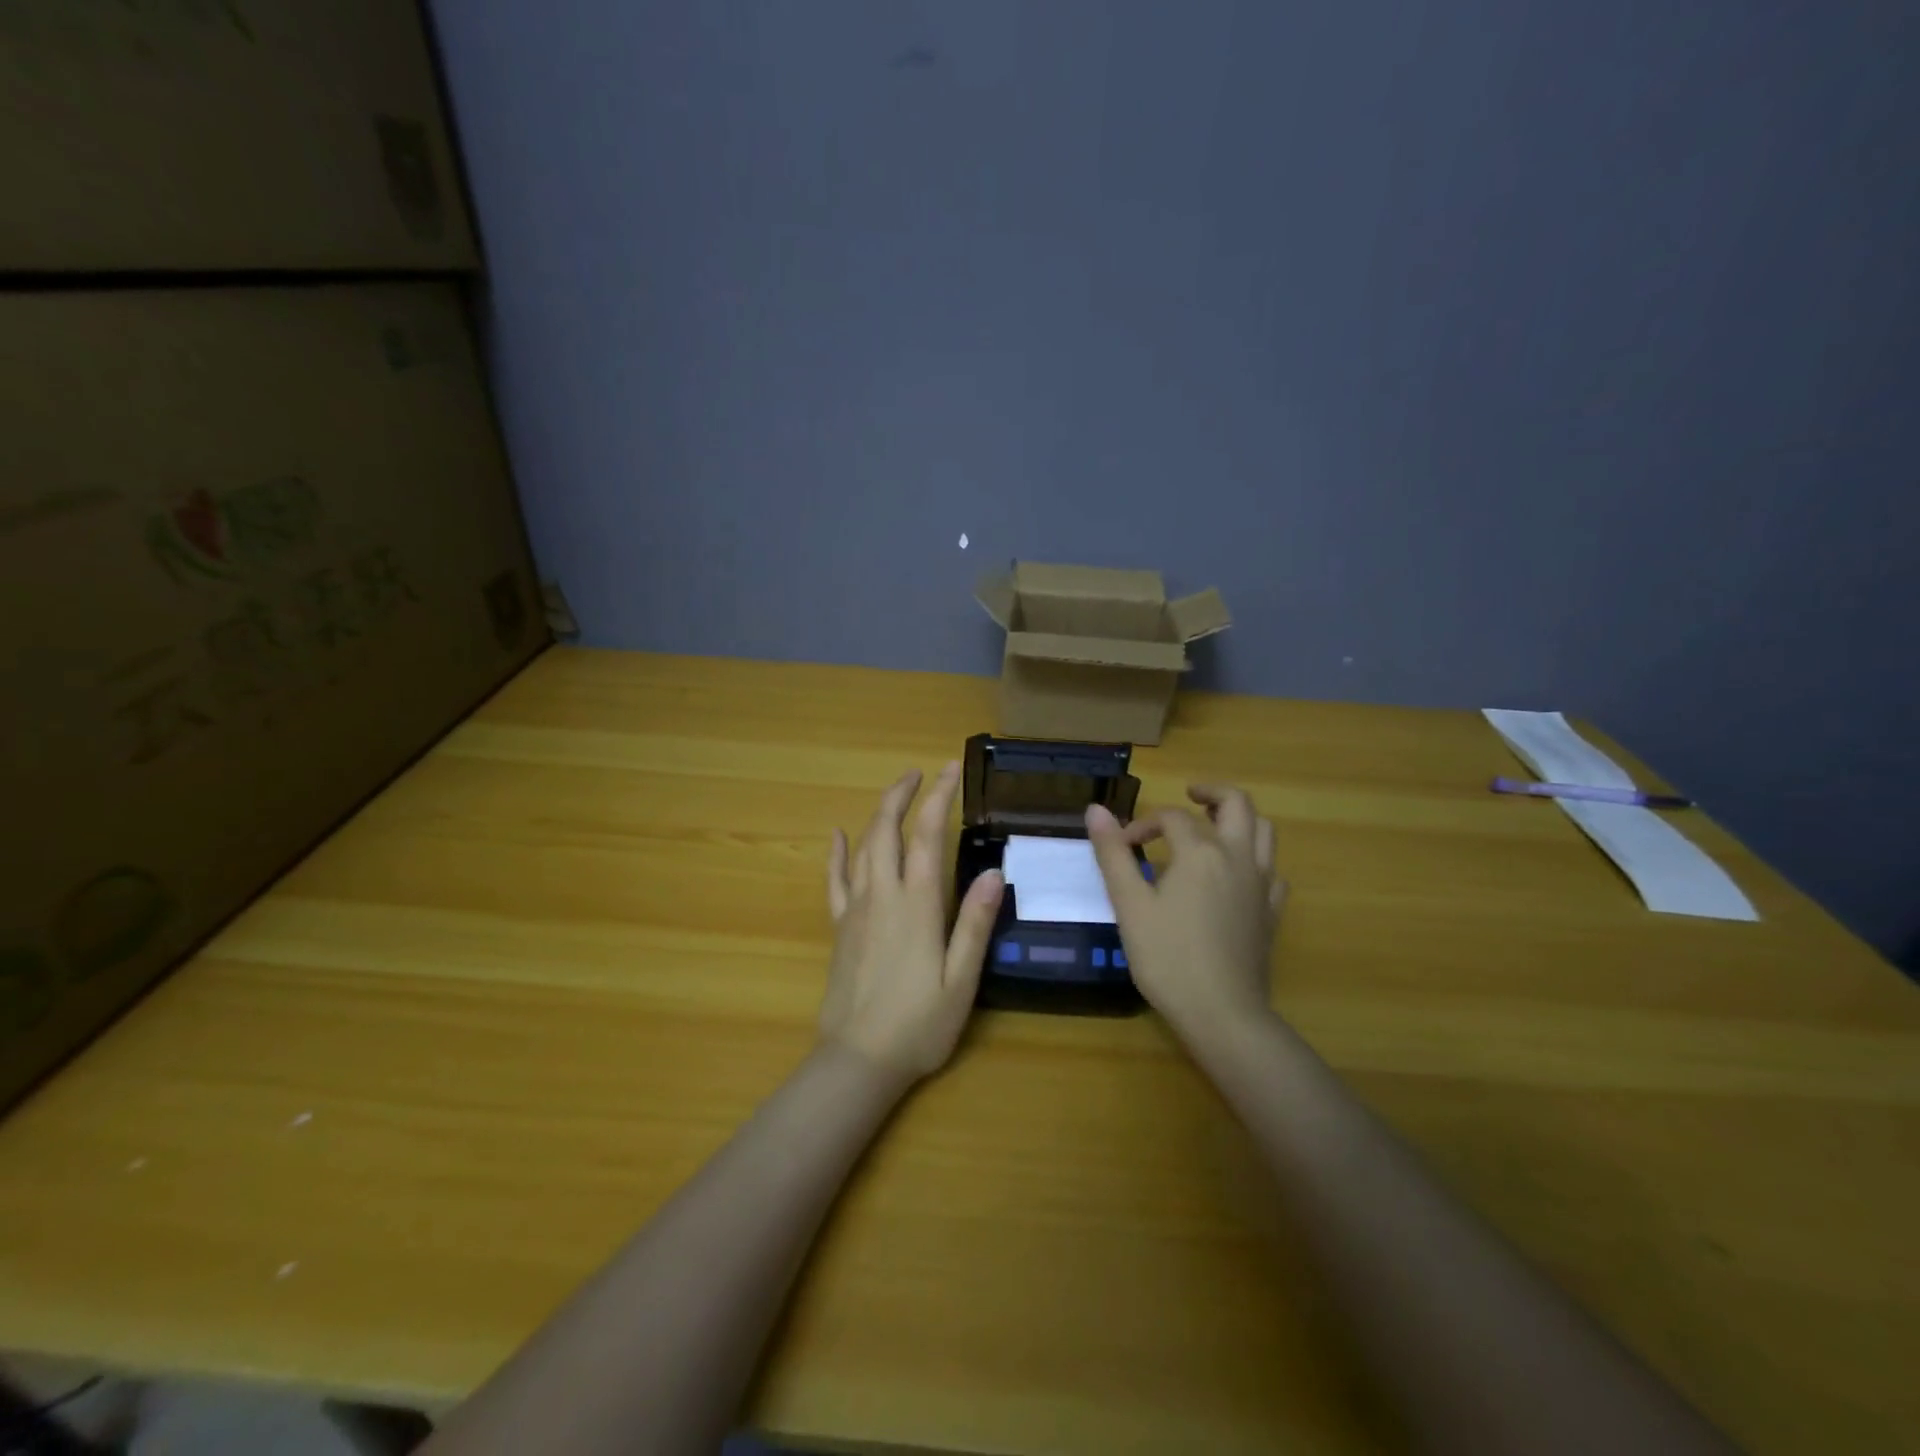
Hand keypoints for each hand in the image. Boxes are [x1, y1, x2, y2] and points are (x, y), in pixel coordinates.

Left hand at [821, 763, 1005, 1081]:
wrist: (858, 1060)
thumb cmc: (919, 1024)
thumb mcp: (961, 980)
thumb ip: (974, 924)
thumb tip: (993, 872)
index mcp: (917, 904)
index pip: (928, 835)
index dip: (939, 797)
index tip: (950, 769)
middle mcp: (883, 895)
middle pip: (888, 829)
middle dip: (902, 795)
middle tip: (920, 772)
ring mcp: (856, 909)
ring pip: (863, 847)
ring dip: (878, 814)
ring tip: (895, 793)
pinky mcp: (840, 927)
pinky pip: (835, 880)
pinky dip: (837, 853)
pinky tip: (837, 835)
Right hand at [1086, 784, 1284, 1046]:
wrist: (1222, 1014)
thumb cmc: (1168, 957)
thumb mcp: (1130, 904)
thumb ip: (1113, 854)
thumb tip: (1096, 809)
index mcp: (1201, 852)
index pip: (1172, 818)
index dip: (1143, 824)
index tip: (1122, 847)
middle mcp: (1237, 858)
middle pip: (1237, 805)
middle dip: (1211, 792)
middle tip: (1189, 795)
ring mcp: (1261, 885)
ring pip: (1264, 832)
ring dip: (1240, 819)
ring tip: (1214, 825)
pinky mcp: (1272, 912)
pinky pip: (1272, 871)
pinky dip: (1254, 860)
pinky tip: (1237, 875)